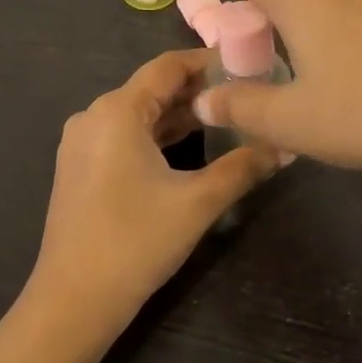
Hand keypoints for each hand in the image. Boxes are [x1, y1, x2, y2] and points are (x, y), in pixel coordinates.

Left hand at [25, 49, 275, 346]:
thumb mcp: (198, 202)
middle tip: (247, 92)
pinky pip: (125, 136)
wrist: (74, 301)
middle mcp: (93, 116)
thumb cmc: (136, 242)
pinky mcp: (81, 168)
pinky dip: (158, 136)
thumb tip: (287, 145)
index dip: (209, 61)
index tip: (249, 64)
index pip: (168, 66)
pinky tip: (192, 146)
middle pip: (153, 88)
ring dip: (180, 114)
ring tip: (228, 116)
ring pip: (140, 114)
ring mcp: (82, 143)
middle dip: (199, 89)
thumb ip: (245, 167)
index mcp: (116, 111)